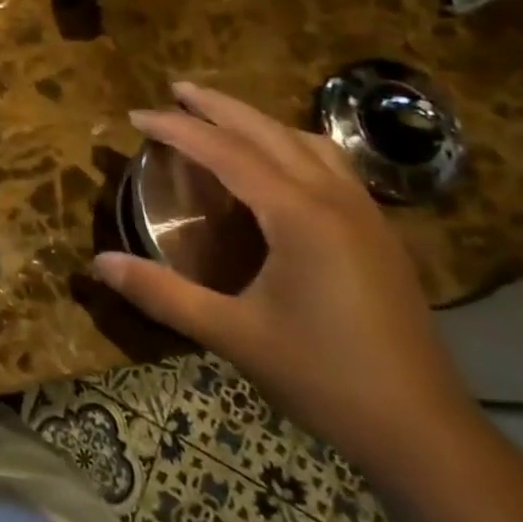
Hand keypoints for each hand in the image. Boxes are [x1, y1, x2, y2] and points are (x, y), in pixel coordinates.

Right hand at [93, 84, 478, 480]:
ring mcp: (364, 213)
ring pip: (306, 141)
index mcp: (298, 214)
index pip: (225, 151)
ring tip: (222, 118)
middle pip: (268, 131)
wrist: (424, 432)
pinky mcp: (378, 233)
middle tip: (176, 89)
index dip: (177, 128)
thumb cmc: (323, 377)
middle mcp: (333, 198)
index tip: (136, 114)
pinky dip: (292, 144)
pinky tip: (280, 165)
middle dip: (218, 106)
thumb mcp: (232, 335)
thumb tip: (98, 263)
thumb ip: (162, 294)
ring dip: (259, 121)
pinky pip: (330, 164)